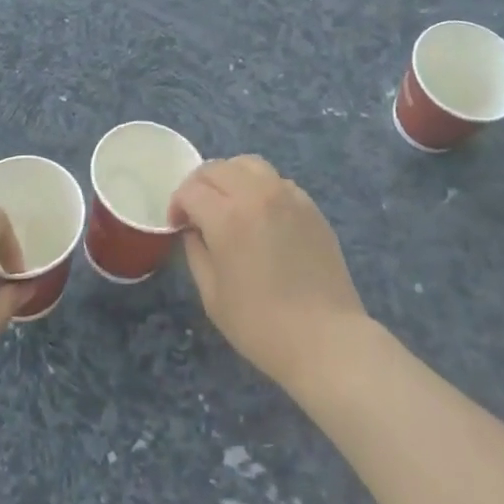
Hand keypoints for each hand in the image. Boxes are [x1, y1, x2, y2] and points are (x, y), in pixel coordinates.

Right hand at [170, 155, 368, 393]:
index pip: (191, 189)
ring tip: (229, 203)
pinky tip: (261, 214)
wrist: (326, 340)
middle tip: (197, 211)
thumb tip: (193, 229)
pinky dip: (259, 186)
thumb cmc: (261, 325)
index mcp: (227, 217)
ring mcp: (287, 195)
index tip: (178, 225)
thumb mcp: (212, 296)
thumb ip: (196, 252)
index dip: (177, 204)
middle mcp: (256, 194)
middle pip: (217, 168)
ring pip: (248, 164)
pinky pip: (276, 180)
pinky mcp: (309, 205)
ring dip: (230, 177)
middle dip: (199, 185)